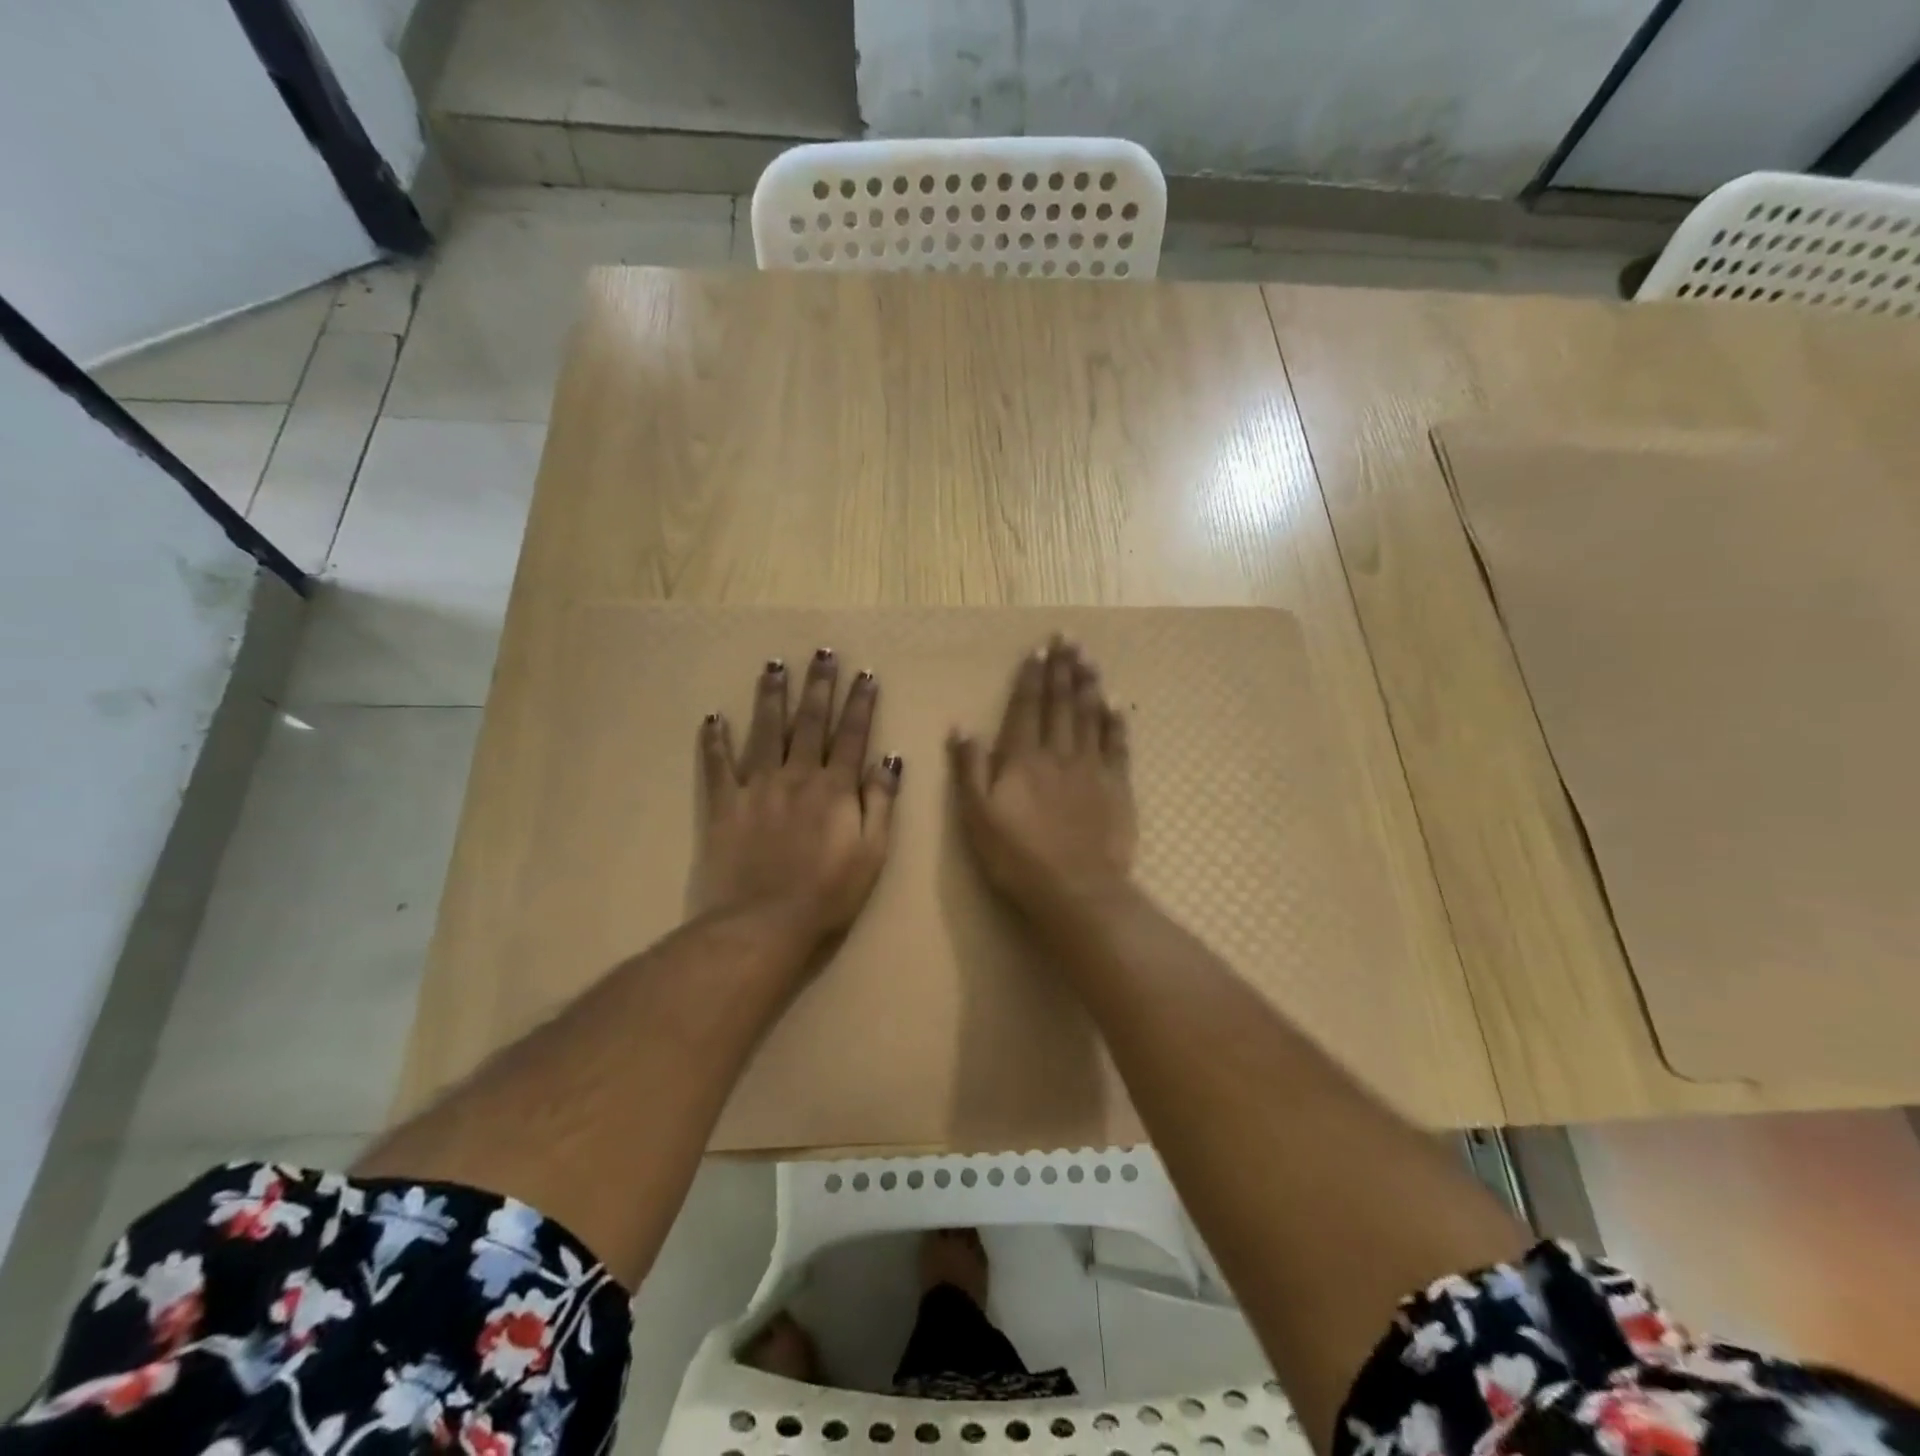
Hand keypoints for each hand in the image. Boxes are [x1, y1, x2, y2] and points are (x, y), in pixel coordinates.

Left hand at [694, 650, 900, 946]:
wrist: (763, 924)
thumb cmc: (828, 894)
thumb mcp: (872, 853)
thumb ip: (881, 803)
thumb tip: (889, 760)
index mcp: (835, 788)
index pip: (852, 735)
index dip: (860, 704)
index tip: (864, 674)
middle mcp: (797, 776)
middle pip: (810, 722)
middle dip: (819, 685)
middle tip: (822, 652)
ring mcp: (757, 787)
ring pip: (765, 731)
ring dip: (772, 696)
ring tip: (774, 666)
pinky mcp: (723, 805)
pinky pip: (717, 766)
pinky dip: (714, 741)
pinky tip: (713, 717)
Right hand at [949, 637, 1135, 928]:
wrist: (1076, 889)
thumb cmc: (1017, 857)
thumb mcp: (976, 817)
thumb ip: (969, 769)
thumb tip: (961, 727)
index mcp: (1022, 758)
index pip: (1026, 708)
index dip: (1032, 678)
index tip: (1038, 651)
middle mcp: (1058, 753)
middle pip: (1061, 703)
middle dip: (1063, 668)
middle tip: (1068, 638)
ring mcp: (1091, 767)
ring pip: (1090, 715)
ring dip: (1088, 684)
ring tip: (1088, 657)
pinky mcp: (1117, 786)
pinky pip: (1117, 744)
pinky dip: (1116, 721)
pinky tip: (1115, 703)